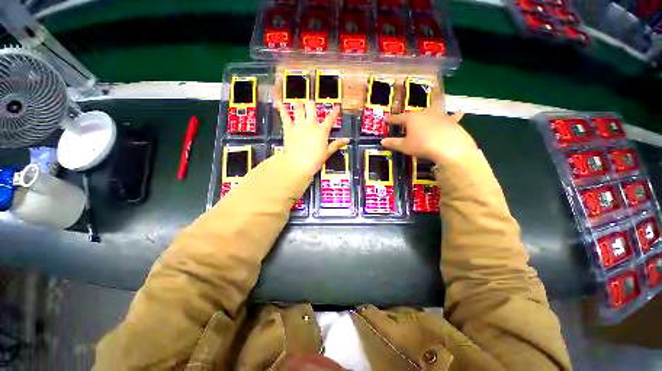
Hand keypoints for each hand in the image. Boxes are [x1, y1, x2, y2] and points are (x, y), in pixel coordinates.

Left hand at [276, 101, 348, 176]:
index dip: (334, 112)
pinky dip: (281, 108)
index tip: (337, 107)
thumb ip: (337, 144)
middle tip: (311, 105)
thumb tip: (347, 139)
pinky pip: (285, 116)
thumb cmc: (315, 160)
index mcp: (322, 130)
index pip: (330, 118)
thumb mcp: (327, 152)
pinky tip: (278, 102)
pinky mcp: (288, 128)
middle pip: (312, 107)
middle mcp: (311, 124)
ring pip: (298, 107)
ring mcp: (299, 125)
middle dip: (311, 104)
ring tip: (298, 102)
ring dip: (298, 104)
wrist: (298, 164)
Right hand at [381, 104, 475, 164]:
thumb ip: (393, 143)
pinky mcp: (451, 121)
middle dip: (409, 116)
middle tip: (406, 119)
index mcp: (411, 119)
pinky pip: (452, 117)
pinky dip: (455, 115)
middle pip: (415, 114)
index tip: (386, 118)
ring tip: (433, 104)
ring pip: (434, 110)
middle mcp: (425, 113)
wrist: (448, 147)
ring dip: (432, 107)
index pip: (398, 118)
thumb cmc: (422, 145)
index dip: (391, 119)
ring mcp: (439, 116)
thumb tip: (382, 141)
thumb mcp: (405, 146)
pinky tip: (460, 112)